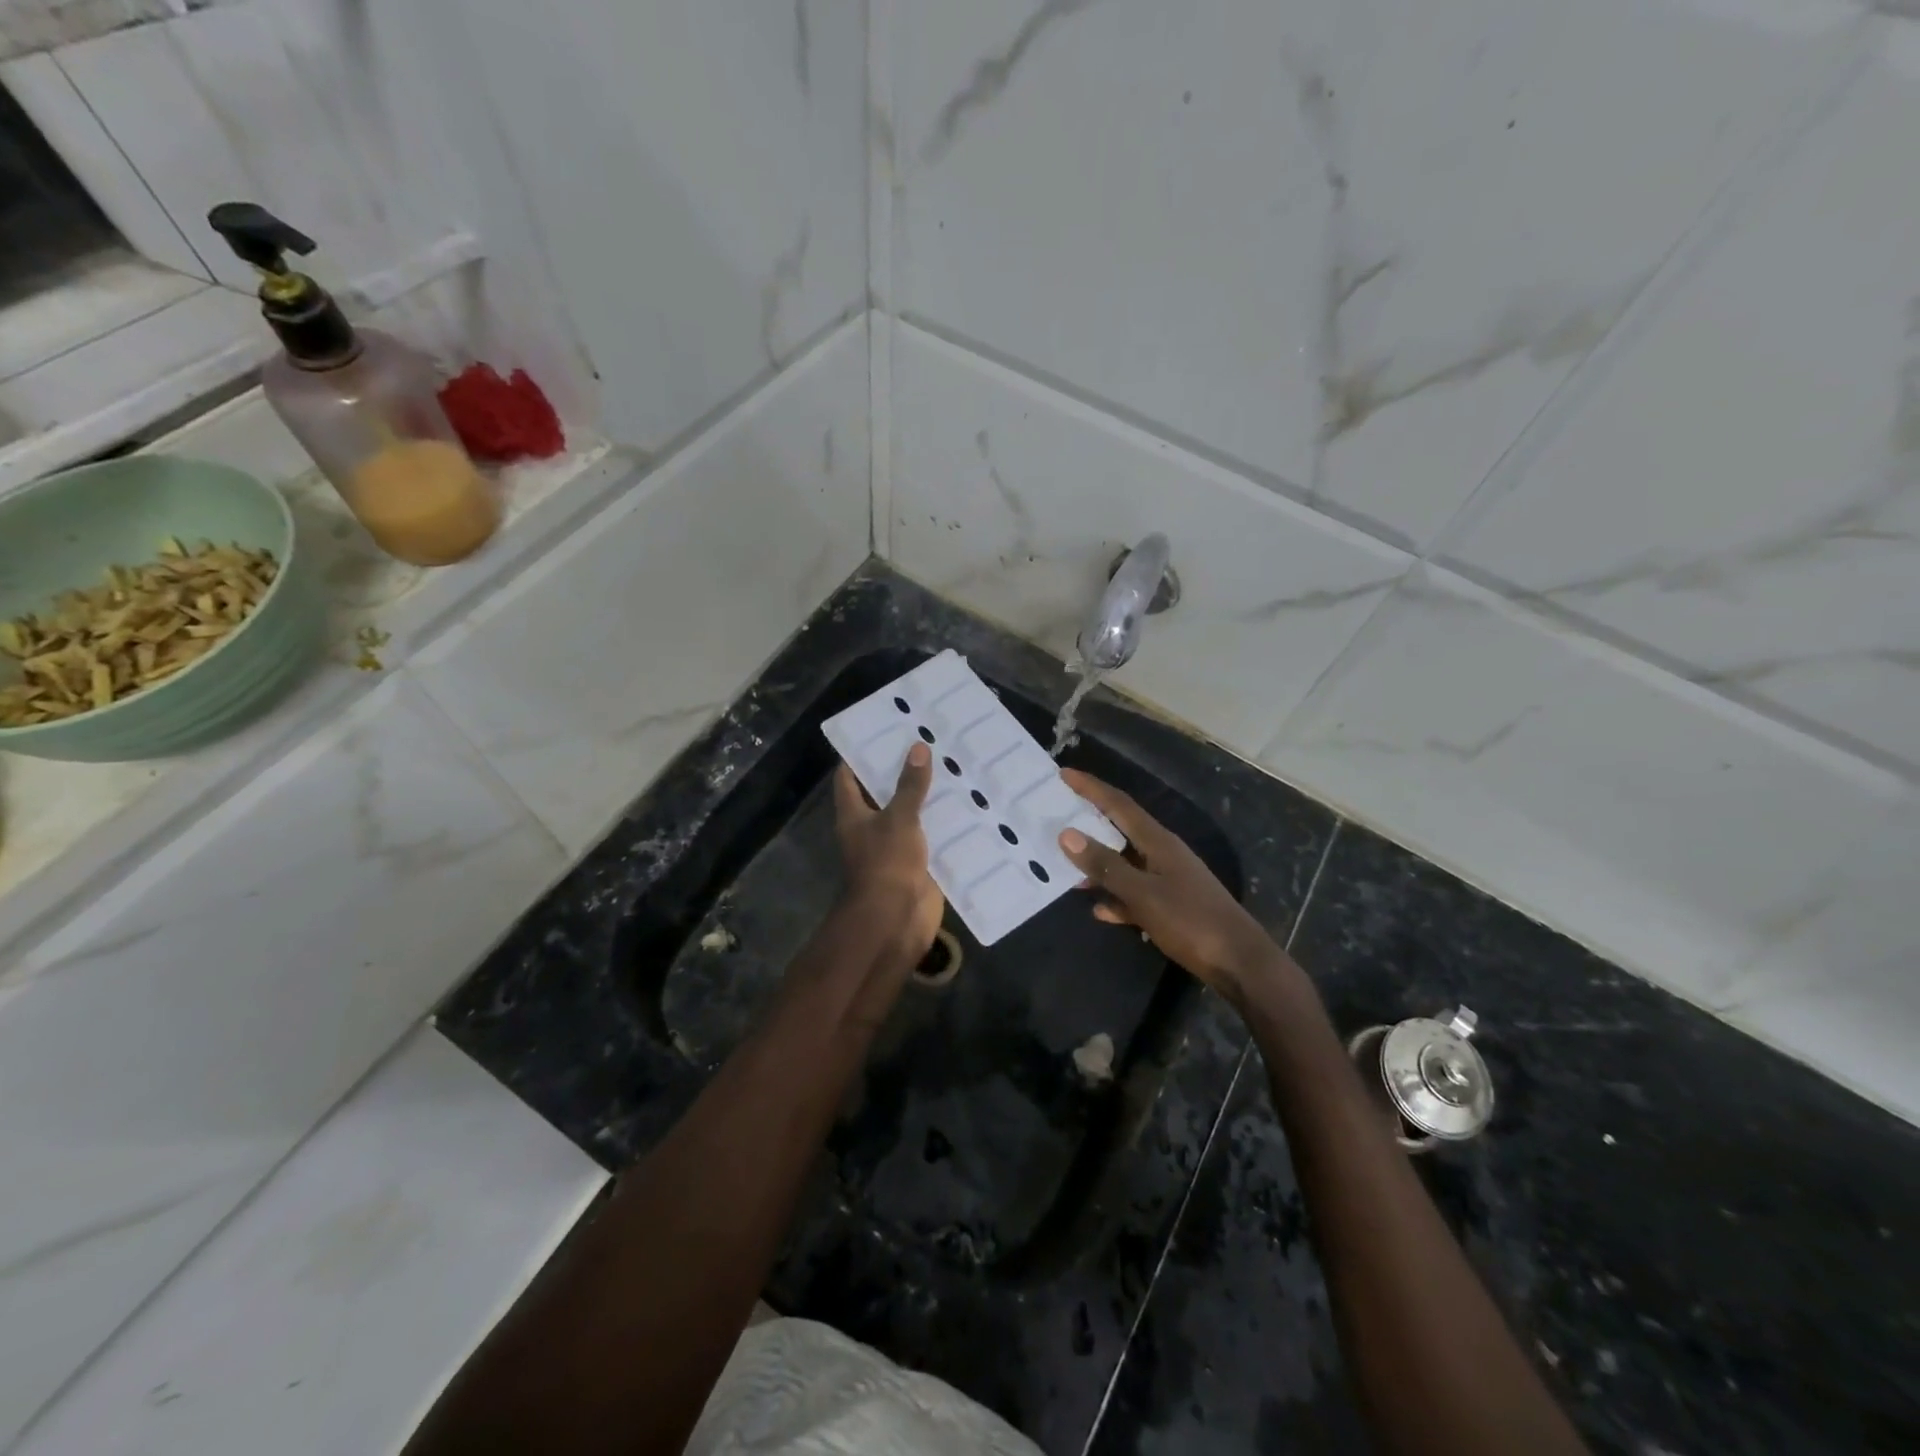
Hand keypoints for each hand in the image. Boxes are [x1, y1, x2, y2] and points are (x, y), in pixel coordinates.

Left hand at [833, 744, 943, 961]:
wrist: (896, 919)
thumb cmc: (886, 863)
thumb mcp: (899, 818)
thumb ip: (910, 785)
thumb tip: (918, 747)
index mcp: (854, 815)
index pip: (848, 778)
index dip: (858, 754)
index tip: (878, 730)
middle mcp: (871, 829)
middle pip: (883, 794)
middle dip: (901, 772)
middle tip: (925, 742)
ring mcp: (894, 848)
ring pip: (910, 815)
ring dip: (927, 798)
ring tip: (951, 766)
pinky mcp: (917, 864)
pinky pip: (931, 838)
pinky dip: (944, 825)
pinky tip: (967, 805)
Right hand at [1057, 770, 1277, 998]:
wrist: (1240, 963)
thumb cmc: (1191, 922)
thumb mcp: (1143, 894)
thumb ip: (1106, 866)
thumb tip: (1067, 834)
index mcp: (1159, 842)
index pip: (1119, 804)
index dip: (1091, 787)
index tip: (1064, 774)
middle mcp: (1164, 853)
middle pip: (1121, 829)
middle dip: (1090, 822)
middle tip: (1058, 816)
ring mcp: (1169, 879)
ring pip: (1125, 863)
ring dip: (1099, 865)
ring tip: (1067, 869)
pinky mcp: (1172, 905)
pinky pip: (1135, 893)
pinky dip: (1116, 898)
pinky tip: (1100, 910)